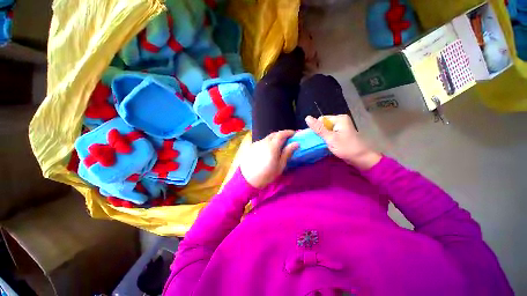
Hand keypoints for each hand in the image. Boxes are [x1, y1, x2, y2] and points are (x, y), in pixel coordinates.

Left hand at [240, 130, 298, 188]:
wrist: (248, 180)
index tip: (293, 134)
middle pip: (274, 134)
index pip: (281, 134)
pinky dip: (267, 143)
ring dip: (273, 139)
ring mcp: (256, 143)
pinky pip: (261, 142)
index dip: (288, 132)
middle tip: (287, 139)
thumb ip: (287, 153)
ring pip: (267, 138)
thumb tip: (296, 143)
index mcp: (272, 146)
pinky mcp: (251, 147)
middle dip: (281, 134)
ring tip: (277, 146)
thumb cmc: (267, 174)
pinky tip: (267, 150)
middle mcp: (263, 141)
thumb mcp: (280, 165)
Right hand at [305, 115, 381, 170]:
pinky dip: (327, 139)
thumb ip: (318, 128)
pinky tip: (329, 144)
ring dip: (324, 137)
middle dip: (321, 133)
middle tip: (324, 142)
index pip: (321, 120)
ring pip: (325, 130)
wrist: (361, 159)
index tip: (320, 138)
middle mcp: (340, 120)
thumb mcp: (330, 138)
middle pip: (323, 124)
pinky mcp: (341, 133)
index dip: (318, 128)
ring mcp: (341, 127)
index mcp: (339, 119)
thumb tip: (307, 117)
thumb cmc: (346, 148)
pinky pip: (330, 133)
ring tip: (326, 144)